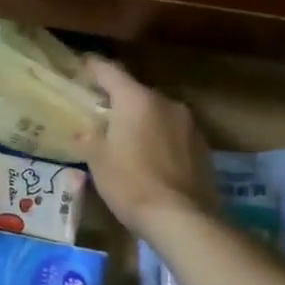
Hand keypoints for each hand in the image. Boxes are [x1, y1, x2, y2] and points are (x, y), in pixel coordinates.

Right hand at [82, 57, 214, 232]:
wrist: (182, 219)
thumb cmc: (130, 183)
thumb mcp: (97, 159)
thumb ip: (90, 136)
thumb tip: (86, 129)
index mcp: (136, 100)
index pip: (110, 71)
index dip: (93, 67)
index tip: (81, 66)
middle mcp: (166, 102)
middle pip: (136, 92)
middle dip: (118, 100)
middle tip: (100, 113)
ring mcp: (189, 124)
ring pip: (157, 113)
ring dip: (141, 120)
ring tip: (126, 138)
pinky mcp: (203, 146)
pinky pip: (173, 132)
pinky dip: (159, 138)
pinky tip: (150, 158)